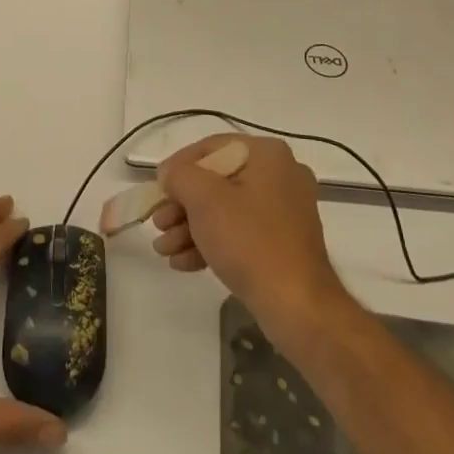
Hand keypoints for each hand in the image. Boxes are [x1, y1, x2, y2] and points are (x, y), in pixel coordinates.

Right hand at [152, 135, 349, 338]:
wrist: (296, 305)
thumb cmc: (249, 240)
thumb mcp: (204, 199)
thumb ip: (179, 175)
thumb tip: (170, 173)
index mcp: (267, 154)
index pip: (211, 148)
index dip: (178, 167)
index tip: (156, 188)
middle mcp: (280, 175)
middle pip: (216, 181)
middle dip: (181, 205)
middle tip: (158, 224)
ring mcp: (284, 211)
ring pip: (225, 210)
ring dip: (189, 227)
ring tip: (163, 250)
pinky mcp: (282, 243)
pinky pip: (240, 232)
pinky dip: (211, 243)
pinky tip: (182, 262)